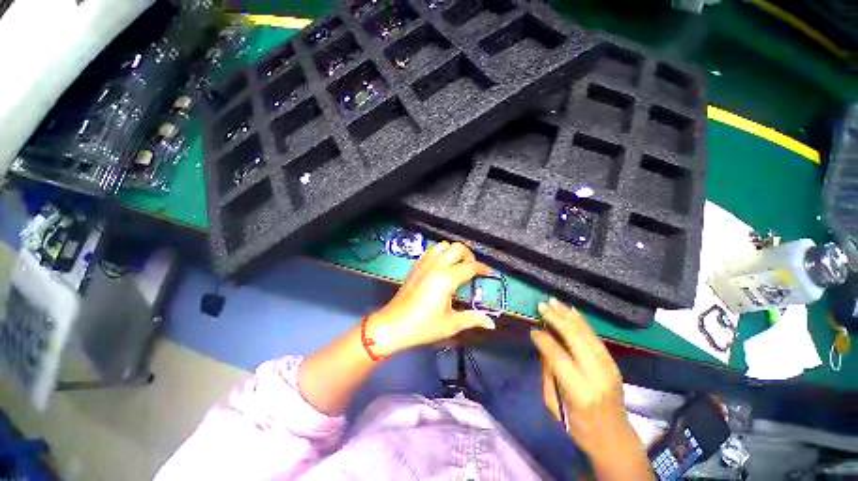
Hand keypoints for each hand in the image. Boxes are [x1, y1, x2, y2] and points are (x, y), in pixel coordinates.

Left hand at [367, 241, 495, 355]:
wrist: (393, 325)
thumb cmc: (423, 326)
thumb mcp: (450, 324)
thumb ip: (472, 319)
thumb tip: (491, 323)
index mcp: (446, 279)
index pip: (470, 266)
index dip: (482, 268)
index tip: (488, 273)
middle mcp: (436, 266)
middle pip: (457, 248)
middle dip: (469, 255)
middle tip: (472, 268)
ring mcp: (424, 264)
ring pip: (443, 245)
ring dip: (453, 252)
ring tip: (457, 265)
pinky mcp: (416, 266)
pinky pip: (431, 251)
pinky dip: (440, 253)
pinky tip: (442, 266)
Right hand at [532, 299, 648, 478]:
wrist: (614, 438)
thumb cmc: (578, 426)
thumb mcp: (554, 404)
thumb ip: (548, 372)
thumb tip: (543, 344)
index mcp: (580, 392)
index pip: (558, 357)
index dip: (544, 340)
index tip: (533, 330)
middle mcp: (598, 376)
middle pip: (576, 339)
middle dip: (557, 319)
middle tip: (542, 305)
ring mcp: (609, 368)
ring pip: (587, 334)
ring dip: (568, 315)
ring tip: (554, 301)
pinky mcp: (613, 363)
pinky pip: (596, 337)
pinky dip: (582, 322)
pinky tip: (572, 311)